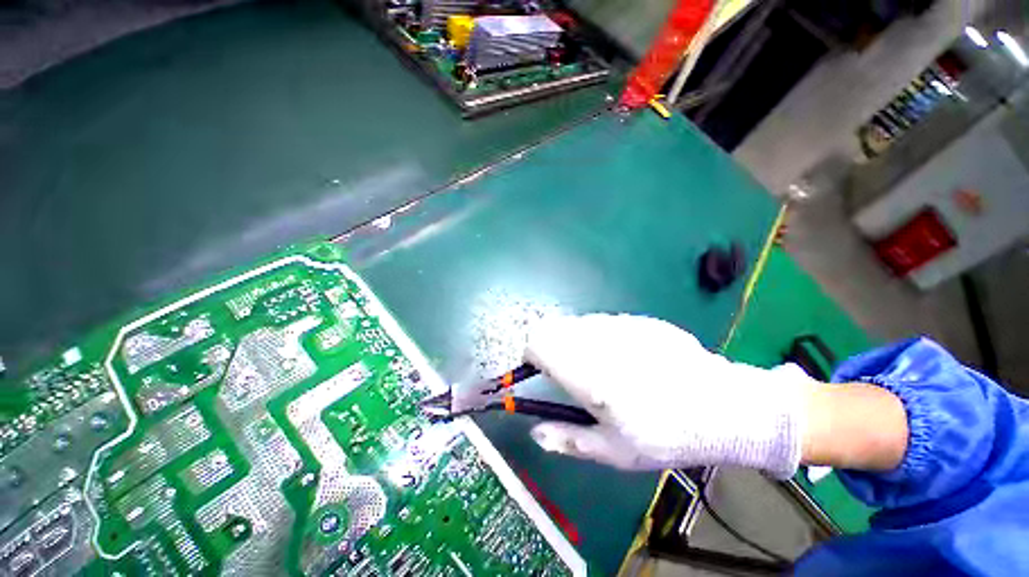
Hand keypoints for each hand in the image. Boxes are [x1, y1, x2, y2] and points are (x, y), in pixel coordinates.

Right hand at [524, 314, 815, 477]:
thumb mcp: (613, 451)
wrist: (723, 407)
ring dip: (576, 341)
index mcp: (586, 374)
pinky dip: (601, 336)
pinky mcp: (639, 320)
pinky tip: (627, 357)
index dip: (532, 356)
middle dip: (552, 348)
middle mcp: (598, 341)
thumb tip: (534, 432)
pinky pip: (604, 322)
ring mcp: (621, 325)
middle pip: (553, 328)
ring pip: (577, 323)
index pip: (537, 342)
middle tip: (570, 374)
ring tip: (601, 367)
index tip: (541, 372)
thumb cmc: (665, 435)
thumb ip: (567, 439)